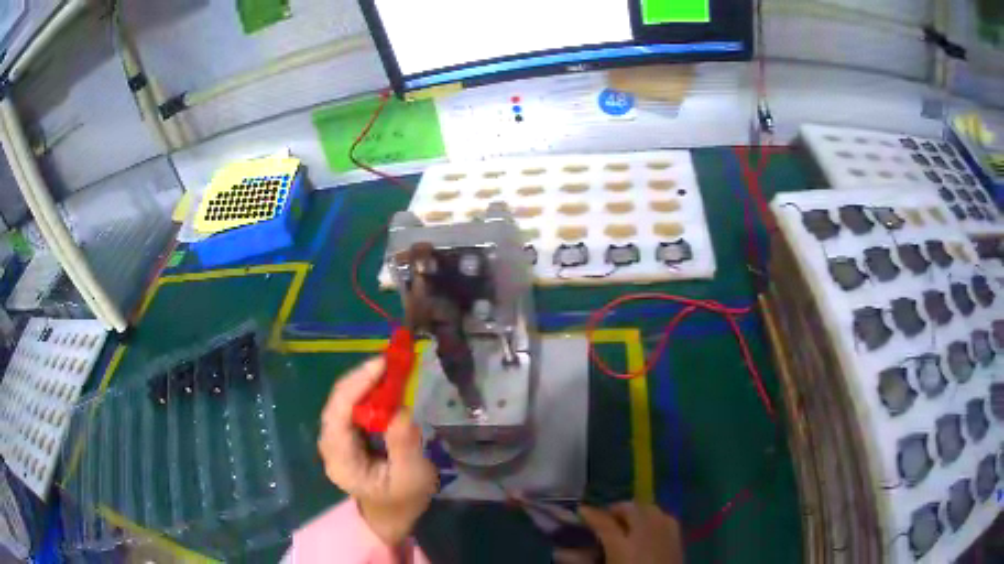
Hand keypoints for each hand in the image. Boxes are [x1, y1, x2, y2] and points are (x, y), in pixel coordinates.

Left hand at [317, 357, 437, 546]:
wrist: (392, 515)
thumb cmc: (403, 500)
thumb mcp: (412, 477)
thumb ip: (404, 445)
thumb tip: (399, 408)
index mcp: (341, 460)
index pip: (338, 415)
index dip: (356, 386)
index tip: (382, 365)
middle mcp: (330, 446)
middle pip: (337, 403)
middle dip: (361, 378)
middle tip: (390, 362)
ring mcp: (335, 439)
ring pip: (342, 400)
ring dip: (364, 381)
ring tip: (390, 368)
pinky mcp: (345, 435)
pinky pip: (351, 405)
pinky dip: (367, 390)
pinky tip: (383, 383)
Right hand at [575, 502, 683, 563]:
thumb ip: (582, 562)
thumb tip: (560, 552)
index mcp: (623, 546)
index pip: (603, 522)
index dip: (590, 514)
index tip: (580, 511)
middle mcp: (646, 534)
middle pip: (630, 508)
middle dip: (614, 510)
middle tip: (603, 519)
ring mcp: (665, 533)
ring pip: (649, 508)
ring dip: (634, 511)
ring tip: (624, 522)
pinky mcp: (678, 538)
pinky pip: (665, 517)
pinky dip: (653, 517)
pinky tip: (647, 528)